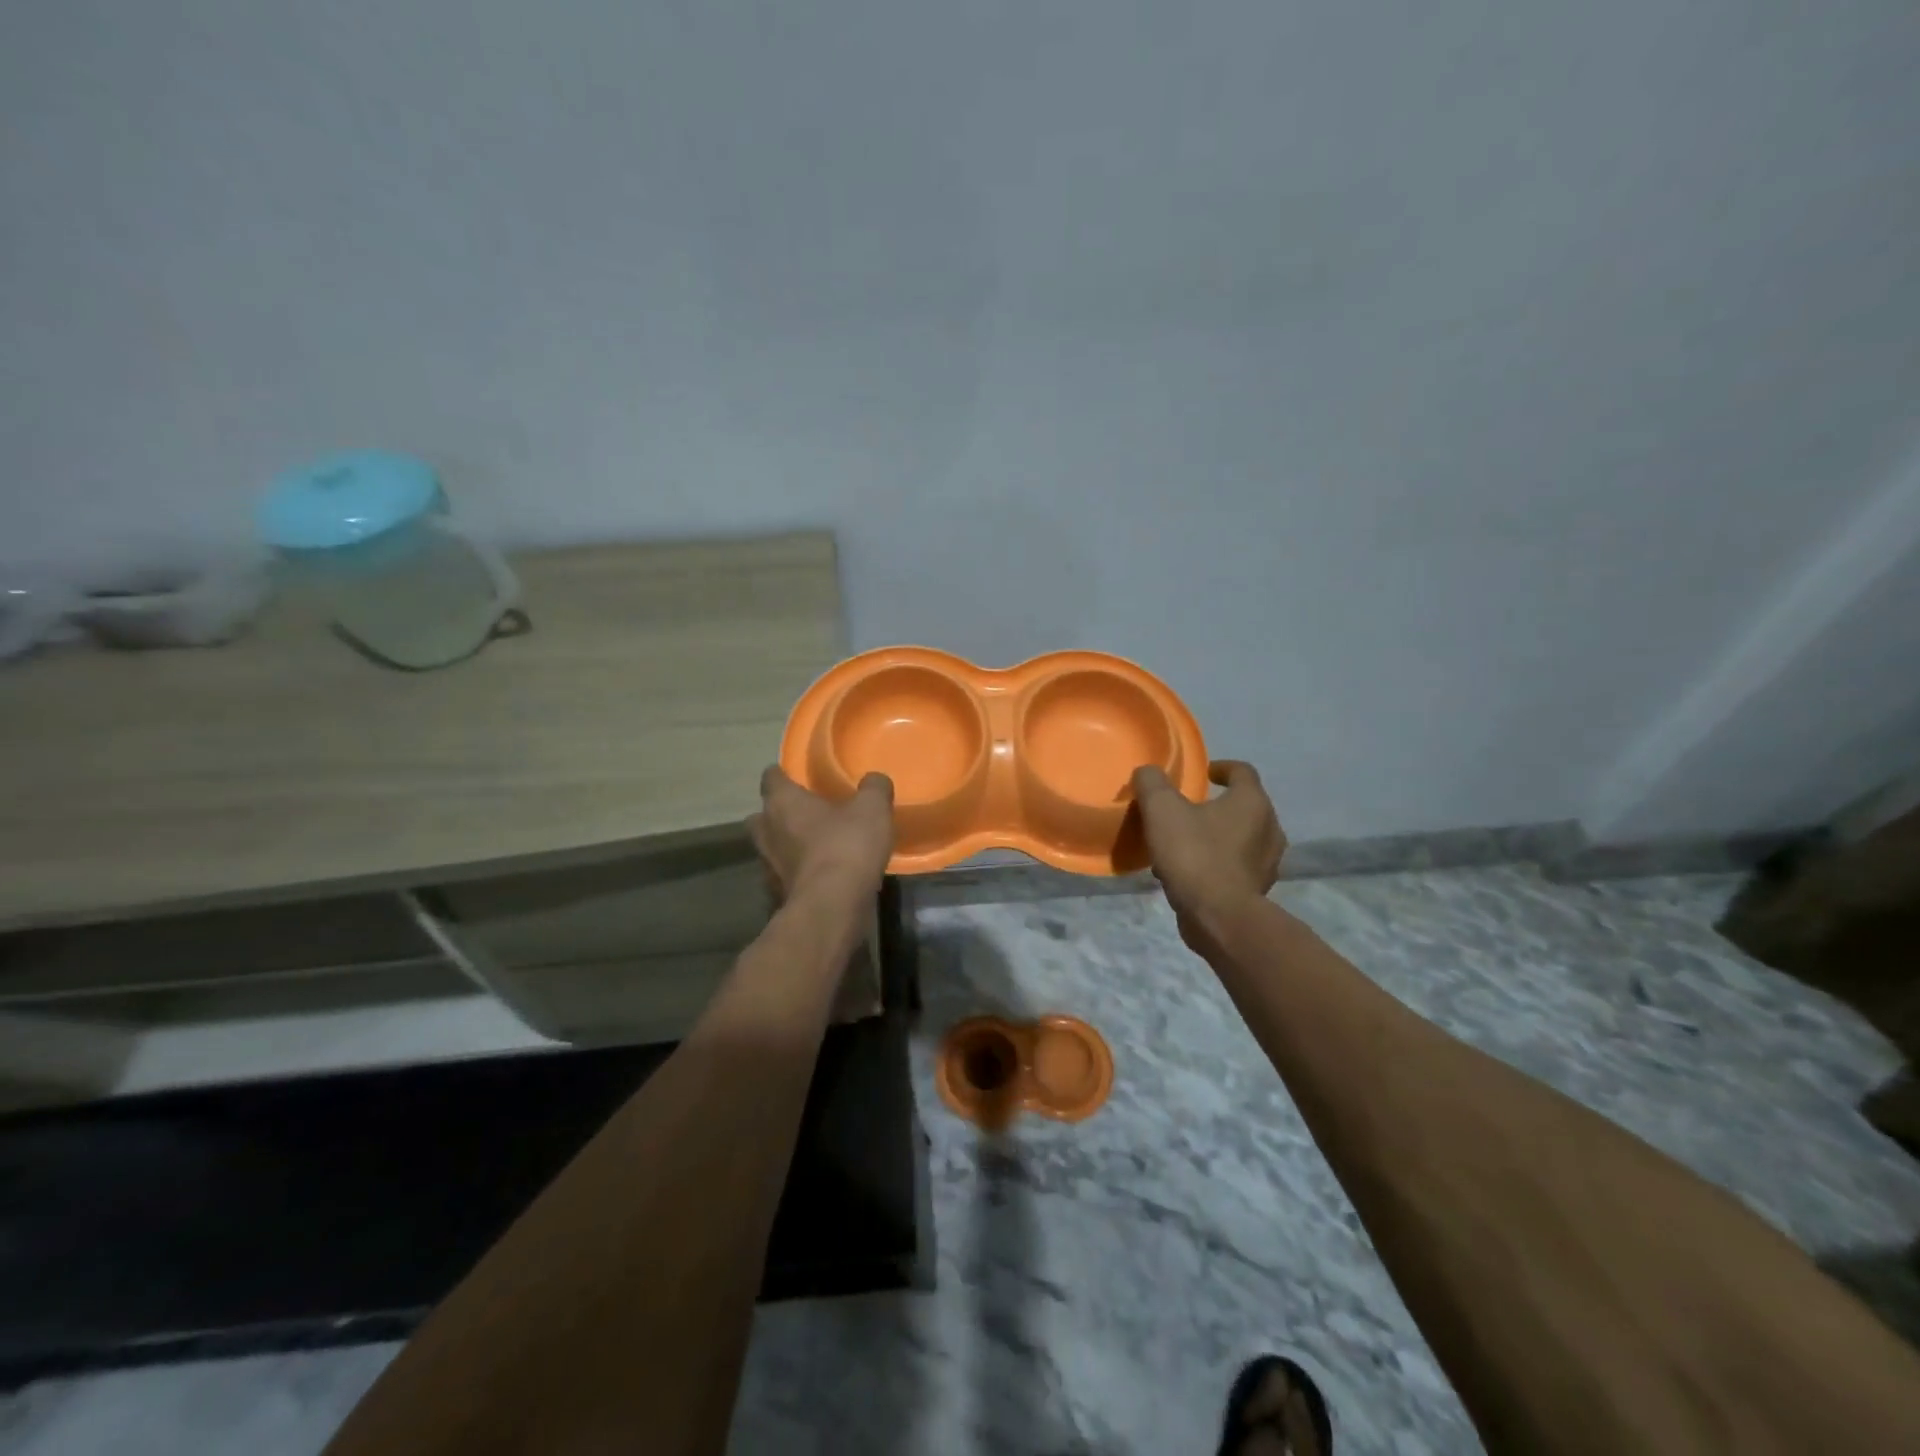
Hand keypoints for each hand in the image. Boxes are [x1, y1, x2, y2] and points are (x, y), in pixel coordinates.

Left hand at [749, 766, 894, 904]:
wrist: (833, 906)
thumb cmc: (847, 846)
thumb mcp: (872, 808)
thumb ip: (874, 788)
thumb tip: (874, 780)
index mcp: (782, 802)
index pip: (770, 778)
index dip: (782, 775)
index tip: (795, 776)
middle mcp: (767, 831)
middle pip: (761, 816)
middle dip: (777, 813)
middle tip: (803, 813)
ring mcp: (768, 866)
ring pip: (770, 848)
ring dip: (785, 846)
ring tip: (813, 846)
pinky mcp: (777, 894)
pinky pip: (783, 876)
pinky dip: (796, 873)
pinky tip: (818, 875)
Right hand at [1130, 760, 1284, 931]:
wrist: (1218, 917)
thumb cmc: (1194, 854)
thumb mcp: (1161, 809)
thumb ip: (1152, 783)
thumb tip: (1148, 773)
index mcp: (1252, 802)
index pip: (1242, 771)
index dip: (1221, 768)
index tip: (1203, 773)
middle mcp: (1269, 828)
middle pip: (1243, 806)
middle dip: (1216, 805)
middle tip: (1188, 810)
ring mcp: (1267, 862)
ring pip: (1240, 838)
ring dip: (1215, 836)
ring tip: (1184, 844)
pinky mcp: (1258, 890)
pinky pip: (1236, 866)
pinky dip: (1216, 863)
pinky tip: (1189, 872)